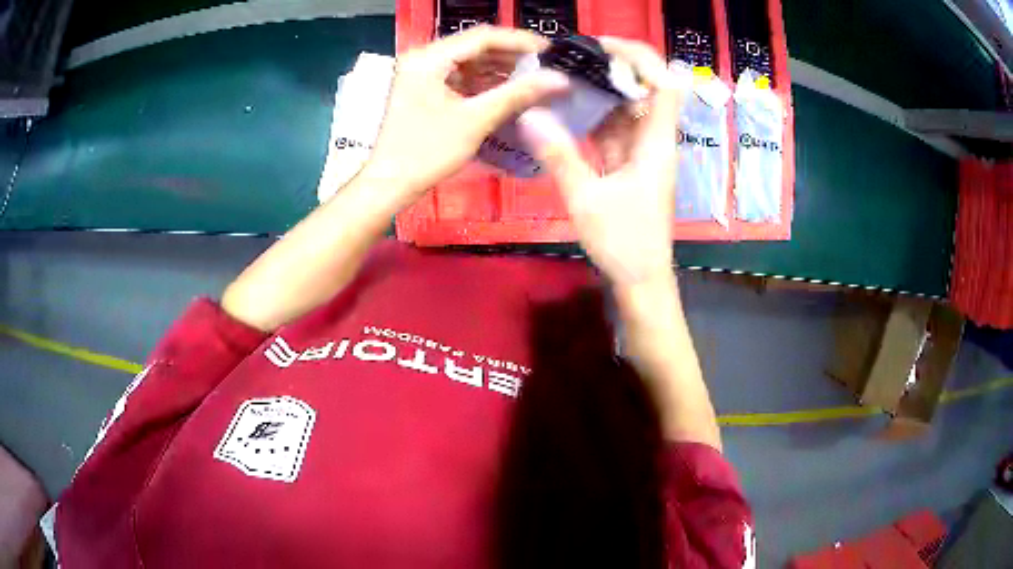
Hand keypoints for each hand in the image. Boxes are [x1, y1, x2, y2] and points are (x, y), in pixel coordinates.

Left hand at [360, 26, 569, 203]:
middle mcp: (424, 59)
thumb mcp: (475, 120)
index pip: (482, 37)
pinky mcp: (425, 89)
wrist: (390, 184)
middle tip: (545, 66)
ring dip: (501, 69)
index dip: (519, 42)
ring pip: (470, 62)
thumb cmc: (426, 153)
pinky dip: (485, 82)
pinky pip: (461, 77)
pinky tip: (510, 90)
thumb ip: (518, 94)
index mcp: (429, 59)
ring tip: (534, 78)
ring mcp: (423, 74)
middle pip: (476, 47)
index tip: (549, 50)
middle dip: (512, 56)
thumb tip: (558, 79)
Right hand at [517, 37, 685, 286]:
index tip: (602, 47)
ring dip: (598, 90)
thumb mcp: (587, 199)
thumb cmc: (624, 243)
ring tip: (562, 75)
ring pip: (625, 108)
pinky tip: (566, 108)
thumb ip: (559, 156)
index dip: (640, 59)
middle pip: (642, 89)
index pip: (663, 85)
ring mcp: (641, 152)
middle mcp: (653, 140)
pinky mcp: (628, 164)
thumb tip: (529, 115)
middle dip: (610, 68)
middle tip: (570, 58)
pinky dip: (592, 116)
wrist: (641, 279)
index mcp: (656, 143)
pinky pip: (612, 129)